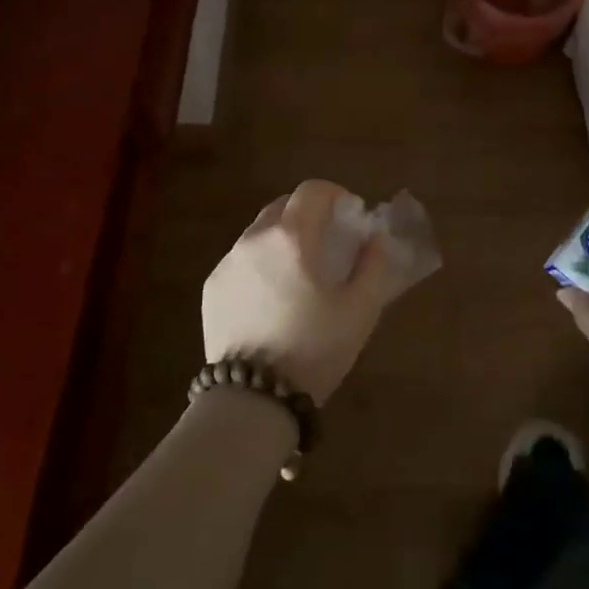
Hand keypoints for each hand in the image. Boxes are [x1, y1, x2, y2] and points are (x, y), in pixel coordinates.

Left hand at [202, 180, 415, 404]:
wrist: (253, 398)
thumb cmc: (314, 349)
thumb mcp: (361, 309)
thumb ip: (374, 264)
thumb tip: (375, 238)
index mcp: (292, 237)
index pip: (313, 190)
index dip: (337, 195)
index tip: (351, 218)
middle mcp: (254, 239)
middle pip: (284, 206)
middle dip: (310, 215)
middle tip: (329, 244)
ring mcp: (227, 263)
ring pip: (260, 233)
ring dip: (284, 239)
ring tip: (300, 275)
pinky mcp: (212, 288)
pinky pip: (242, 261)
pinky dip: (262, 264)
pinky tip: (273, 300)